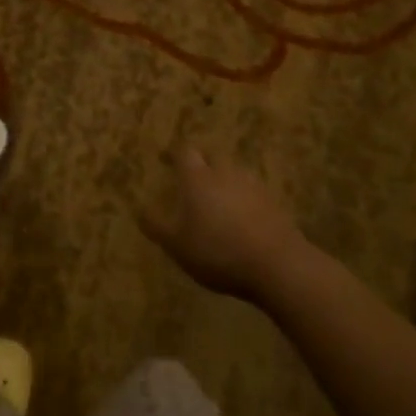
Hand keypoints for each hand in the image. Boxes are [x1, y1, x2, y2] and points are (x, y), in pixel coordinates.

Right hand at [139, 147, 308, 301]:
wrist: (276, 263)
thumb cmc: (217, 251)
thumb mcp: (177, 245)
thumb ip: (157, 226)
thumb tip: (139, 209)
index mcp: (197, 178)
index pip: (184, 152)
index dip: (173, 153)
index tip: (165, 158)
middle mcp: (224, 172)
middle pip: (211, 157)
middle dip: (200, 163)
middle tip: (192, 178)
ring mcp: (252, 185)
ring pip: (233, 173)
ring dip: (223, 180)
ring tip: (216, 198)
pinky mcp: (273, 202)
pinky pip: (251, 192)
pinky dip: (243, 198)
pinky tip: (241, 217)